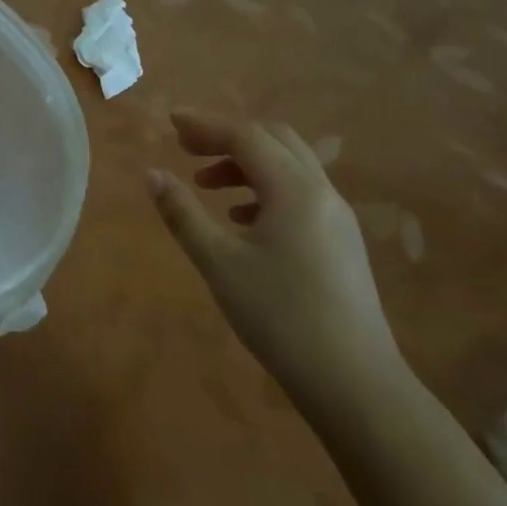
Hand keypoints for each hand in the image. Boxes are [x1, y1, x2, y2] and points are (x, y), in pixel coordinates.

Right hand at [147, 113, 404, 411]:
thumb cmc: (280, 317)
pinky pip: (300, 193)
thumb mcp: (219, 263)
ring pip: (289, 166)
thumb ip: (182, 213)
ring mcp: (337, 218)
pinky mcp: (341, 242)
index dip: (206, 125)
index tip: (170, 122)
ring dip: (246, 164)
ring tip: (206, 186)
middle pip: (274, 140)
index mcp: (294, 191)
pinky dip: (265, 189)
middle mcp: (322, 193)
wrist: (355, 383)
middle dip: (228, 137)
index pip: (247, 137)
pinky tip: (241, 219)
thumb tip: (151, 174)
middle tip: (187, 149)